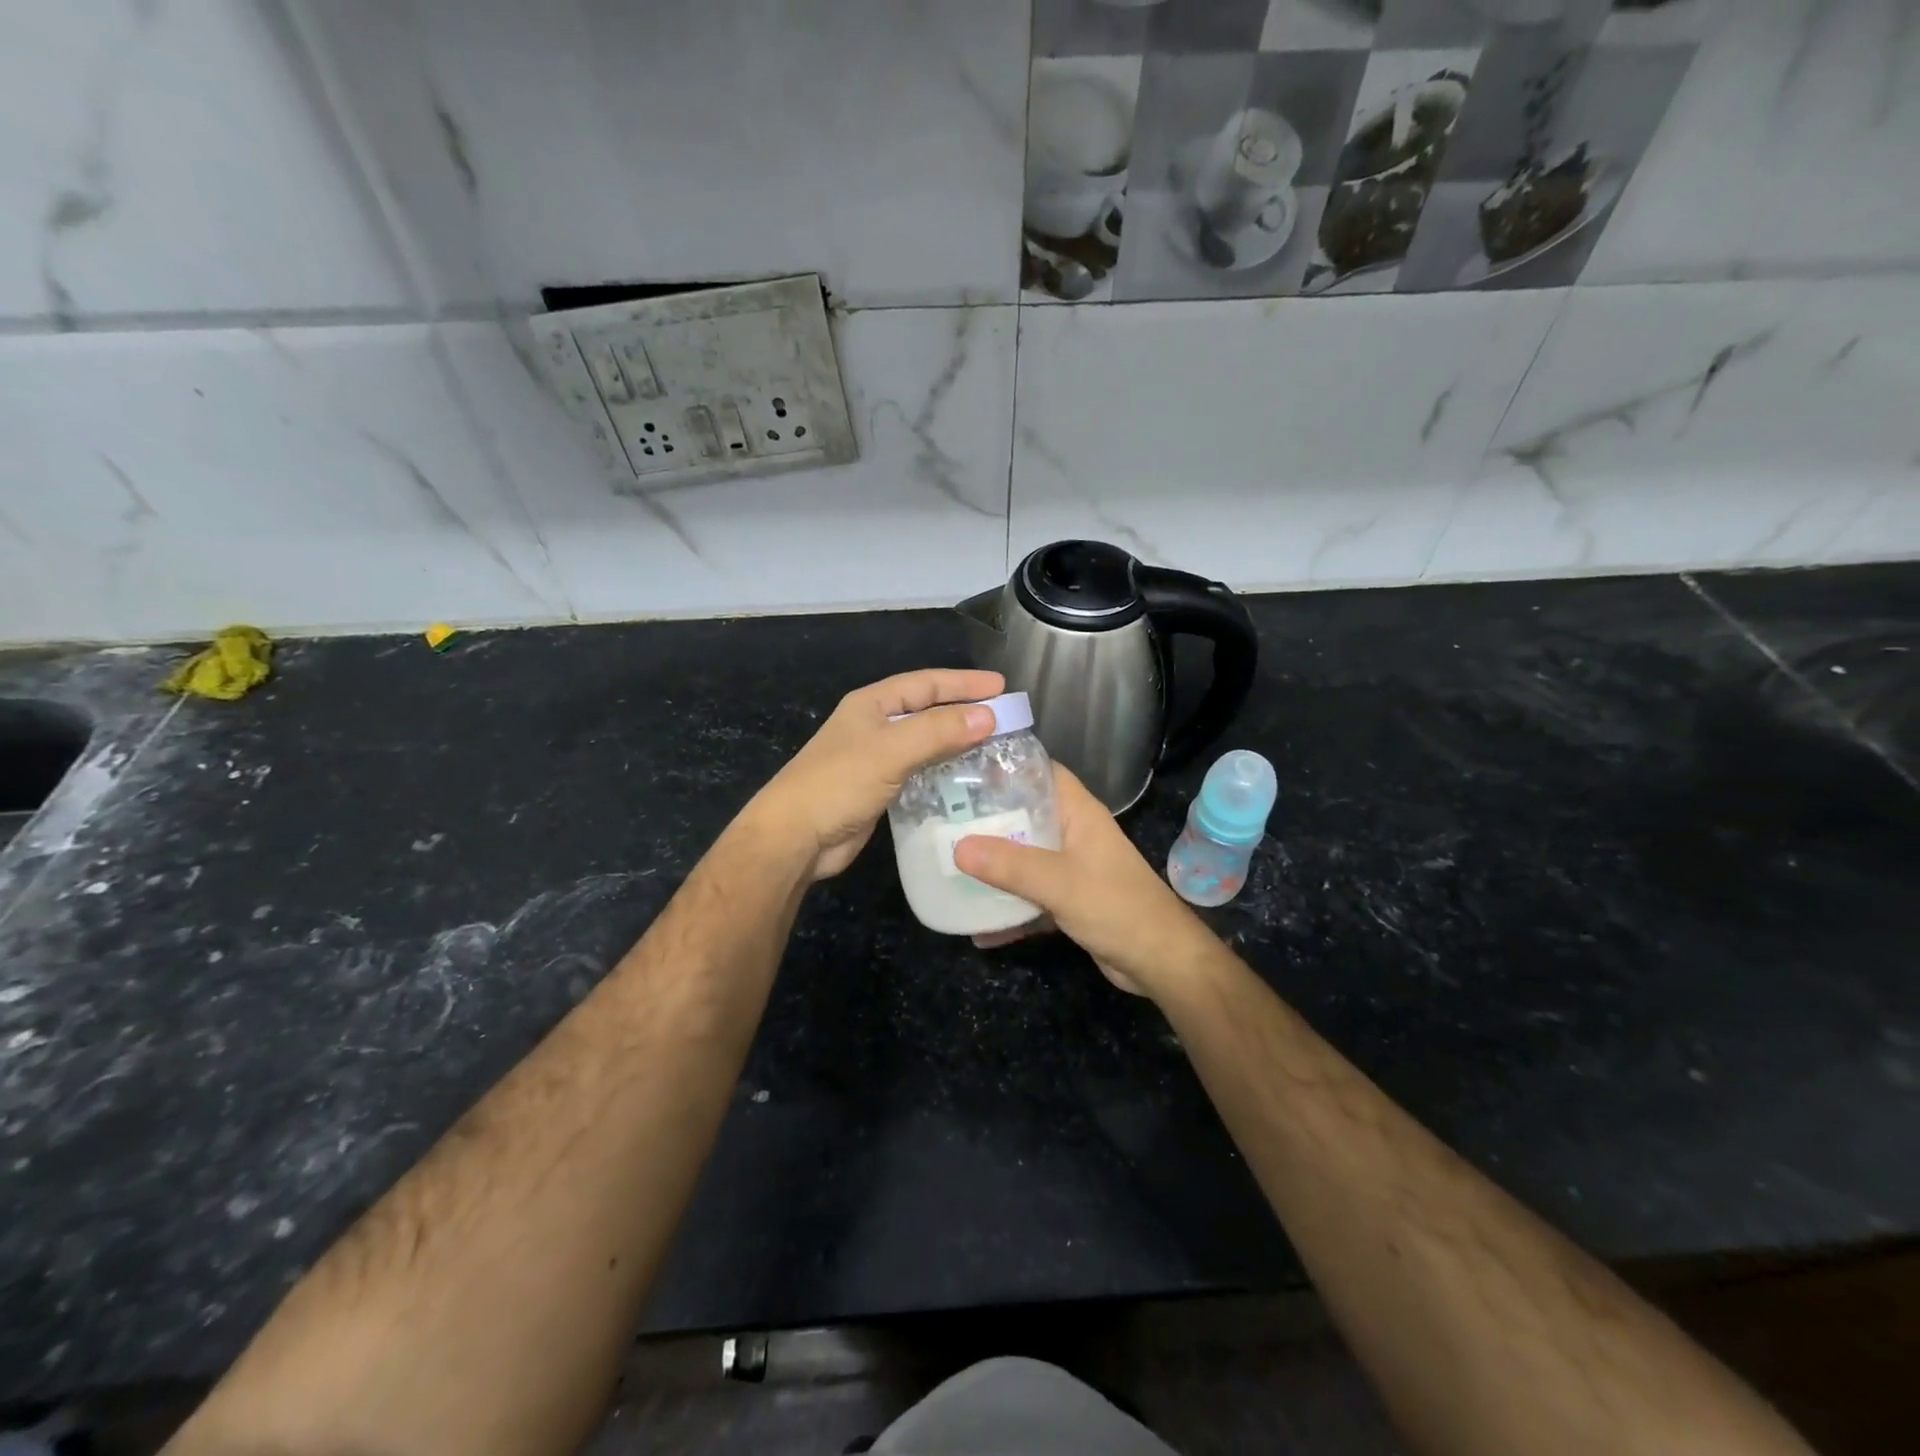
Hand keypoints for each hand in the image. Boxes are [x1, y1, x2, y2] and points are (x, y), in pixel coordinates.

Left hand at [749, 668, 1004, 880]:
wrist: (796, 838)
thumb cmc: (839, 783)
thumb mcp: (891, 751)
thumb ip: (938, 732)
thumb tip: (988, 716)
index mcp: (872, 704)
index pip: (926, 683)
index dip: (963, 683)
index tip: (1002, 687)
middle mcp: (875, 726)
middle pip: (928, 711)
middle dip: (965, 712)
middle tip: (1006, 718)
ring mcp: (876, 759)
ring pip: (926, 743)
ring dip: (957, 743)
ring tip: (995, 748)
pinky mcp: (880, 790)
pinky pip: (920, 772)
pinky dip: (944, 771)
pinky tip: (967, 780)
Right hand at [954, 765, 1213, 997]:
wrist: (1160, 961)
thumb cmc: (1116, 906)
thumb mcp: (1059, 882)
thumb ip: (1009, 865)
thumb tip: (957, 847)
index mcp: (1078, 813)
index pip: (1041, 772)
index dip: (1006, 766)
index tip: (963, 770)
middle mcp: (1074, 834)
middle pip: (1026, 815)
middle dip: (988, 819)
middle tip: (943, 820)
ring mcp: (1072, 868)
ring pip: (1025, 857)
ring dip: (994, 865)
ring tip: (949, 864)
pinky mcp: (1070, 900)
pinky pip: (1030, 896)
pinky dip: (1008, 908)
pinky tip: (976, 926)